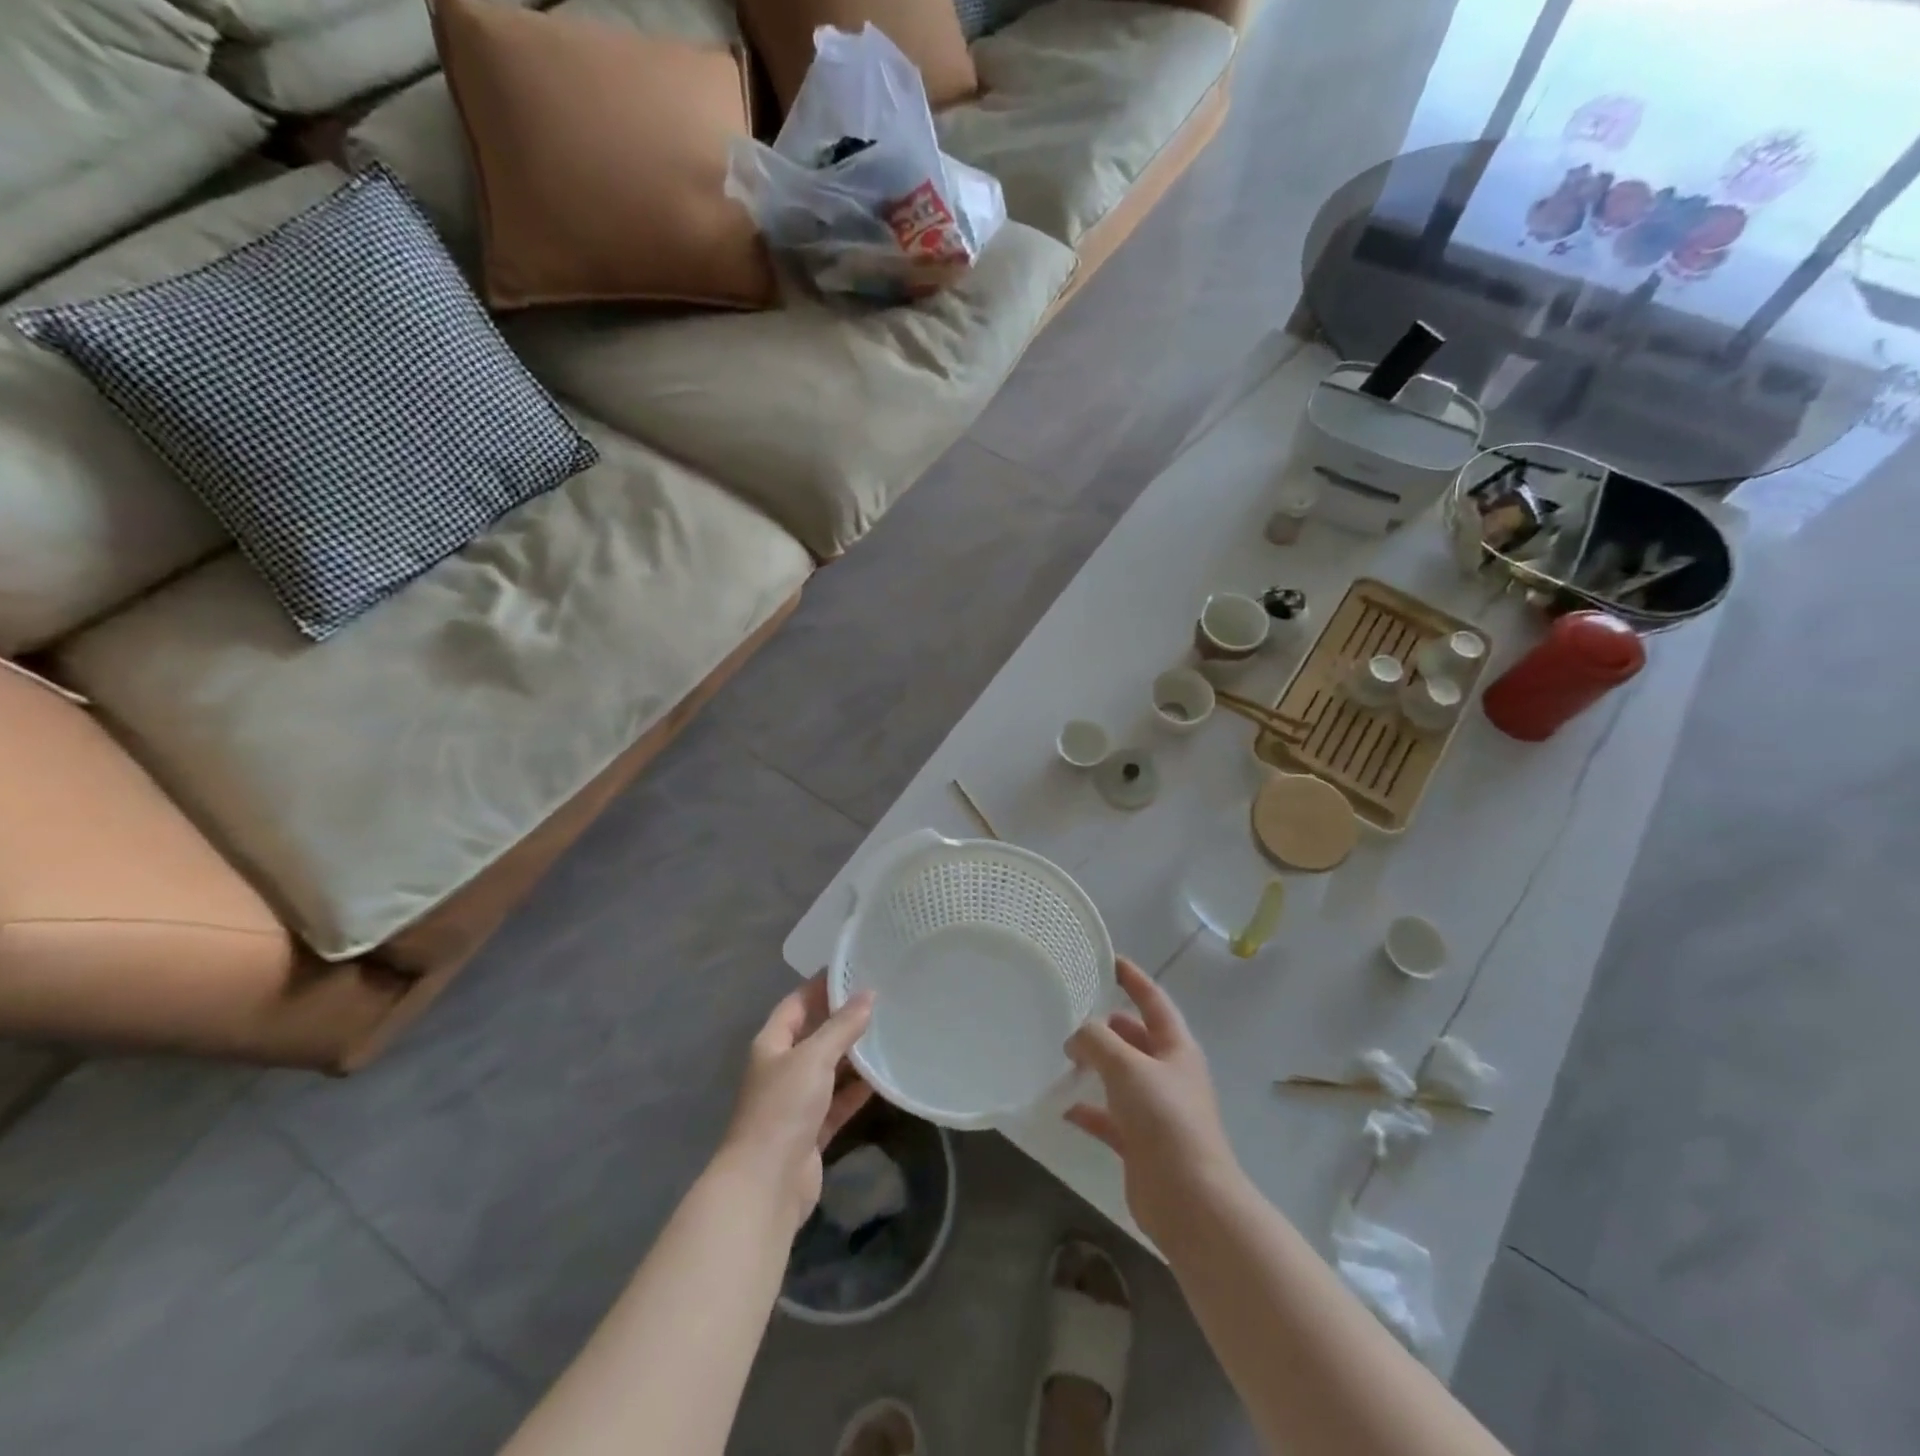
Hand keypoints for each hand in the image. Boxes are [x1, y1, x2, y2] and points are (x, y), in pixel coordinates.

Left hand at [722, 976, 874, 1233]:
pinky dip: (858, 1090)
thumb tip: (868, 994)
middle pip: (815, 1035)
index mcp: (772, 1044)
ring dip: (854, 1054)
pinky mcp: (813, 1130)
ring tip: (889, 1031)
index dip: (821, 986)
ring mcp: (797, 1101)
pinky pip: (839, 1101)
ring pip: (830, 1068)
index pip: (797, 1003)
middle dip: (843, 1018)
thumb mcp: (813, 1058)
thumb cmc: (783, 1108)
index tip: (854, 968)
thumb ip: (841, 1026)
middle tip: (881, 998)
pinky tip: (884, 1077)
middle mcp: (782, 1068)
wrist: (766, 1184)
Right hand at [1065, 958, 1240, 1244]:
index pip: (1153, 1001)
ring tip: (1062, 1055)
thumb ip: (1097, 1040)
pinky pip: (1108, 1118)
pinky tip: (1062, 1106)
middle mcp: (1168, 1075)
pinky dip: (1088, 1110)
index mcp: (1176, 1049)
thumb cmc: (1165, 1120)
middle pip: (1135, 1038)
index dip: (1133, 978)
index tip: (1109, 959)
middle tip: (1072, 1011)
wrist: (1190, 1201)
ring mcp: (1155, 1111)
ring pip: (1120, 1076)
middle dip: (1107, 1024)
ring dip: (1095, 1065)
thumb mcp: (1127, 1067)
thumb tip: (1076, 1035)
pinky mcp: (1140, 1143)